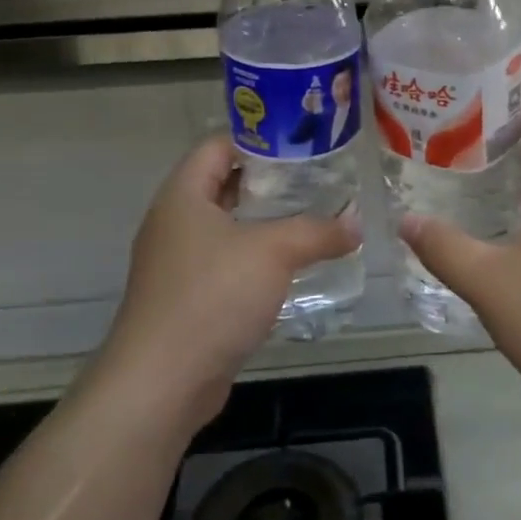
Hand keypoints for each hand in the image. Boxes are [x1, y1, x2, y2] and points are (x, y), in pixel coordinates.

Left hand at [89, 135, 360, 433]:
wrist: (163, 380)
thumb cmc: (213, 297)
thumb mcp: (273, 252)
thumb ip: (318, 231)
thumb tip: (357, 224)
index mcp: (183, 196)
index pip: (218, 146)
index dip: (258, 138)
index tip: (302, 143)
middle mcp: (175, 223)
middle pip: (225, 185)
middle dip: (272, 182)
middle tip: (319, 181)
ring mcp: (178, 263)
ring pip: (229, 228)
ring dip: (267, 224)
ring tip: (315, 219)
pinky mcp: (189, 298)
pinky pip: (228, 264)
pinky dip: (258, 260)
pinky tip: (293, 268)